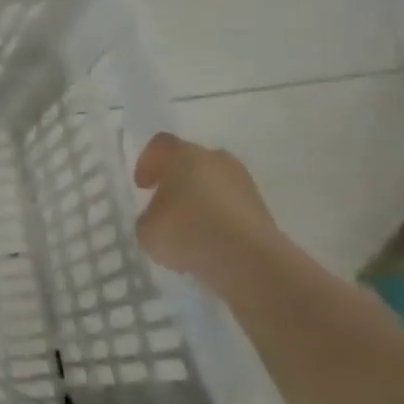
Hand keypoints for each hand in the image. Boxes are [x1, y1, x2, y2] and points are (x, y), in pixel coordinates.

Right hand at [132, 133, 279, 289]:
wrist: (247, 258)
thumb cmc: (188, 233)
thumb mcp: (146, 230)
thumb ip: (148, 217)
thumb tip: (158, 217)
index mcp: (184, 157)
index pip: (160, 145)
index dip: (147, 163)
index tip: (143, 187)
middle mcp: (216, 160)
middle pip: (190, 161)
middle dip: (175, 180)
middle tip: (164, 205)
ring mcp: (243, 182)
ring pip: (213, 182)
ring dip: (199, 198)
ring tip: (188, 228)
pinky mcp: (260, 206)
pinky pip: (230, 203)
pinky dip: (217, 216)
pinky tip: (209, 240)